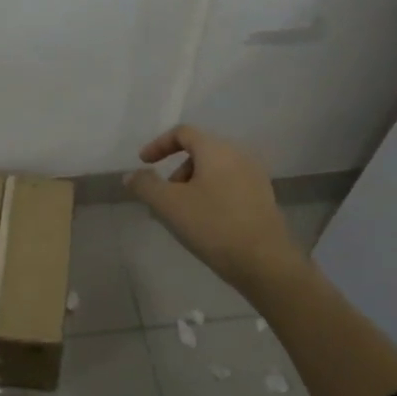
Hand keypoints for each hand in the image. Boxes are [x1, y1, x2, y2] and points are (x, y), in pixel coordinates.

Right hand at [126, 125, 300, 292]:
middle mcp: (239, 154)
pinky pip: (229, 186)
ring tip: (182, 214)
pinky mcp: (264, 198)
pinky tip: (206, 222)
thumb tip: (131, 175)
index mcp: (216, 149)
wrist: (265, 262)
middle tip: (163, 198)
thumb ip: (146, 185)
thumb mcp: (169, 205)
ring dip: (192, 185)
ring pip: (215, 171)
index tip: (143, 163)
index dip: (158, 145)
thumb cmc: (213, 225)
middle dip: (176, 171)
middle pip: (199, 151)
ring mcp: (255, 176)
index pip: (183, 133)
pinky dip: (211, 194)